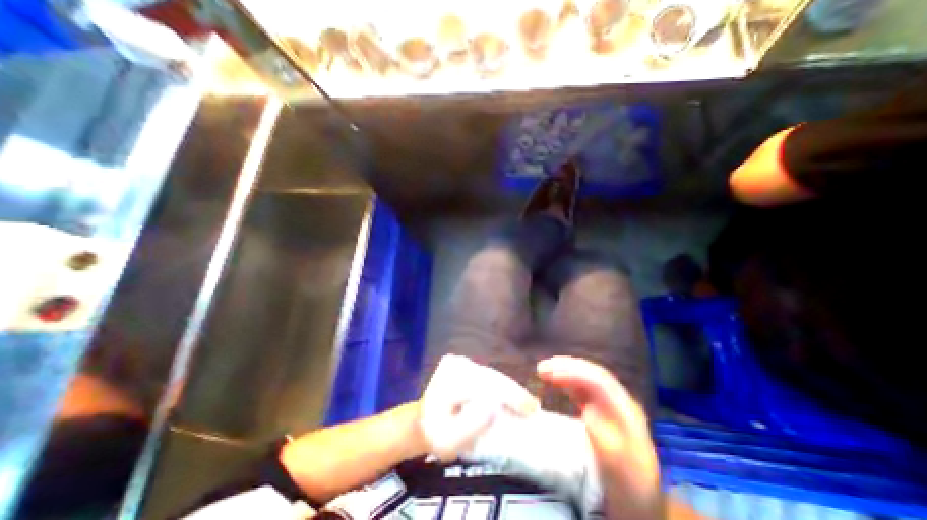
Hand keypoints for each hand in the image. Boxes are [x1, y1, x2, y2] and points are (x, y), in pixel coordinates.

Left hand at [419, 356, 539, 460]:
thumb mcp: (449, 441)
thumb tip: (493, 408)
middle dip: (514, 392)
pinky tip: (510, 396)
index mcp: (449, 381)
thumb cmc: (436, 434)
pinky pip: (488, 374)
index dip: (510, 396)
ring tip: (525, 404)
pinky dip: (501, 385)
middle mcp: (455, 366)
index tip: (530, 410)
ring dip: (509, 389)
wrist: (423, 421)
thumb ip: (470, 426)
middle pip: (492, 377)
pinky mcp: (464, 364)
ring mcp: (460, 362)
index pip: (486, 385)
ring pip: (492, 374)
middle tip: (533, 408)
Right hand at [540, 358, 662, 519]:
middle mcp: (619, 401)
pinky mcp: (602, 409)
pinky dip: (567, 380)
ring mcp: (610, 404)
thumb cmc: (629, 486)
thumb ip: (607, 441)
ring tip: (543, 370)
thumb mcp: (620, 470)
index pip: (599, 381)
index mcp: (626, 411)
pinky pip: (583, 388)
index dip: (573, 372)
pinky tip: (555, 380)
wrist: (640, 500)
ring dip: (564, 370)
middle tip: (541, 368)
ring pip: (586, 378)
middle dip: (566, 367)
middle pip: (592, 374)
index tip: (549, 373)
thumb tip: (589, 414)